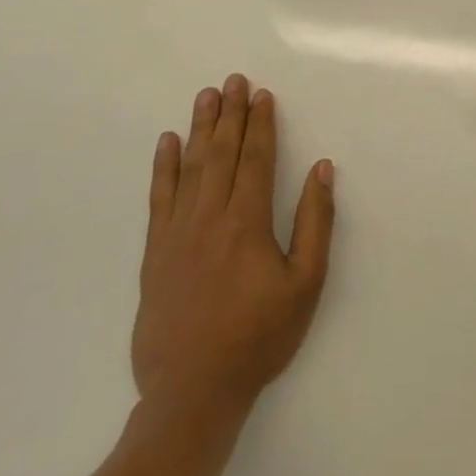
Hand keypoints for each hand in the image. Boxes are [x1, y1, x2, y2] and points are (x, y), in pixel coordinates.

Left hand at [132, 76, 335, 423]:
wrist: (191, 395)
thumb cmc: (258, 337)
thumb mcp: (305, 283)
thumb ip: (315, 222)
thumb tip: (322, 168)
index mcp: (247, 222)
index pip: (256, 158)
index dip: (261, 124)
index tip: (263, 94)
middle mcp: (209, 218)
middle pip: (222, 154)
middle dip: (230, 114)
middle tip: (234, 80)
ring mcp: (177, 235)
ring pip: (191, 168)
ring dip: (201, 129)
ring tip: (206, 96)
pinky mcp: (154, 255)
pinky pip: (159, 200)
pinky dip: (163, 168)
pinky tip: (167, 143)